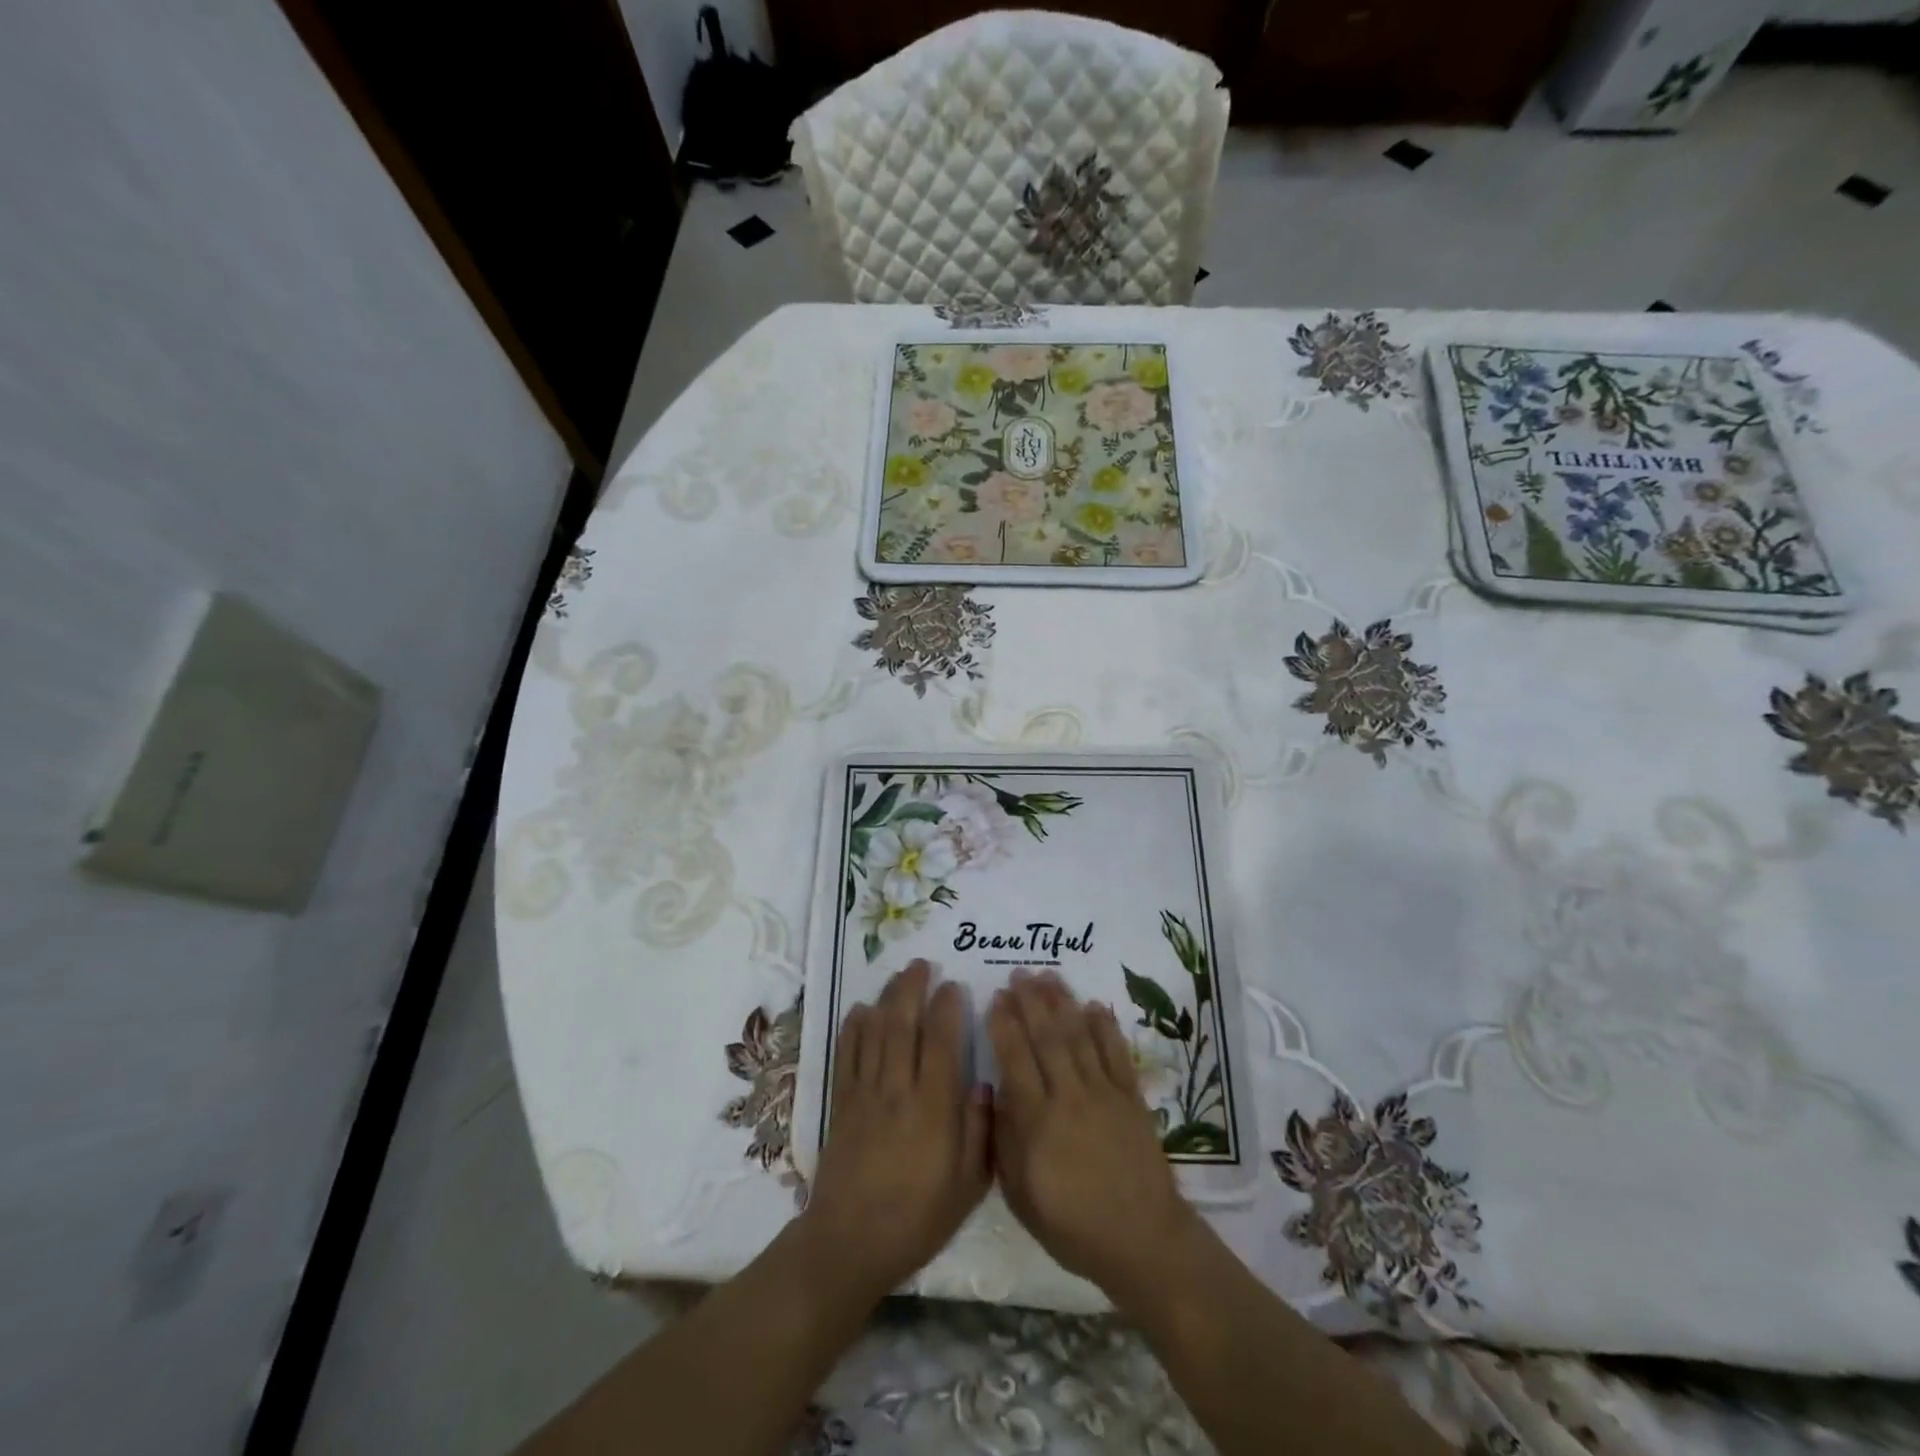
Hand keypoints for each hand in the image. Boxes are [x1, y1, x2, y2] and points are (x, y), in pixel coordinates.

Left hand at [798, 960, 990, 1303]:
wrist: (851, 1241)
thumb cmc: (918, 1217)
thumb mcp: (967, 1185)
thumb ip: (979, 1131)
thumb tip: (982, 1084)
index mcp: (934, 1108)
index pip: (942, 1043)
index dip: (947, 1009)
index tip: (952, 985)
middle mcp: (899, 1090)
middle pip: (904, 1026)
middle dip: (913, 989)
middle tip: (922, 964)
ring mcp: (866, 1093)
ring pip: (876, 1032)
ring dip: (887, 999)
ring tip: (898, 975)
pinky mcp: (842, 1103)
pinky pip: (847, 1055)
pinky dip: (853, 1028)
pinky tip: (860, 1009)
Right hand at [988, 969, 1204, 1303]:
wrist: (1141, 1240)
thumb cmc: (1072, 1226)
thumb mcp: (1021, 1196)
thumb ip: (1005, 1141)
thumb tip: (996, 1092)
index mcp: (1038, 1122)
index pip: (1016, 1060)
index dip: (1004, 1025)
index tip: (996, 997)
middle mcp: (1069, 1097)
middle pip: (1046, 1039)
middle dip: (1030, 1002)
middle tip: (1019, 973)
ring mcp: (1103, 1094)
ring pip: (1078, 1037)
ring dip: (1063, 1004)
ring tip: (1049, 977)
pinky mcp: (1131, 1098)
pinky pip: (1116, 1054)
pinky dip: (1105, 1028)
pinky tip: (1094, 1006)